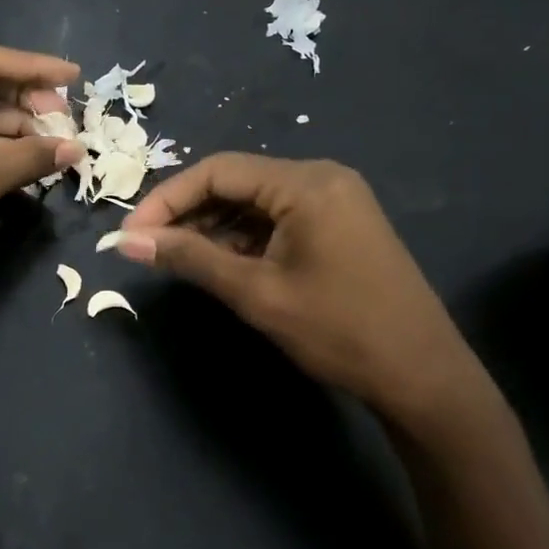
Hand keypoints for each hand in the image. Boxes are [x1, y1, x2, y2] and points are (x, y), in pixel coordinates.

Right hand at [117, 154, 493, 434]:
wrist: (423, 377)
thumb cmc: (338, 331)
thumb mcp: (256, 293)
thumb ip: (190, 258)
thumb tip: (125, 241)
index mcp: (305, 183)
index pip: (217, 171)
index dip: (166, 199)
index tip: (130, 234)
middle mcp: (321, 178)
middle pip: (236, 182)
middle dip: (188, 213)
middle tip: (149, 248)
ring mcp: (335, 201)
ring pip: (255, 203)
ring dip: (214, 227)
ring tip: (178, 260)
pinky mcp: (340, 225)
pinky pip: (278, 219)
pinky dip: (244, 238)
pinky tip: (221, 264)